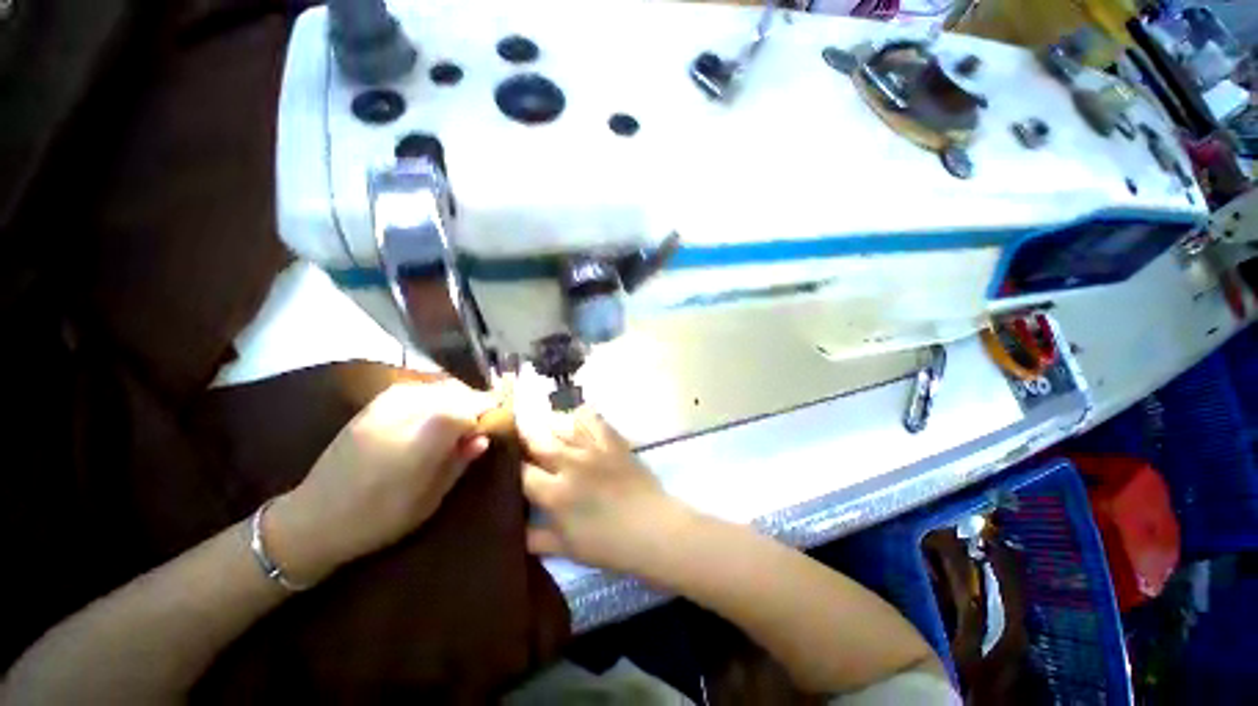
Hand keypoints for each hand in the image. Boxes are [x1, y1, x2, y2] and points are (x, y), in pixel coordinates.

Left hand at [266, 380, 494, 583]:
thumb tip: (483, 438)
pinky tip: (435, 417)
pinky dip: (438, 399)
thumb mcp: (430, 499)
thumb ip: (460, 461)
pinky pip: (422, 389)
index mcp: (426, 433)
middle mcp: (410, 406)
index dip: (491, 415)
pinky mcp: (377, 401)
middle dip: (477, 406)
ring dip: (458, 401)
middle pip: (461, 393)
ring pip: (443, 387)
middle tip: (480, 429)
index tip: (496, 429)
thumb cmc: (379, 517)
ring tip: (459, 424)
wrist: (314, 517)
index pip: (475, 407)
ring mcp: (390, 399)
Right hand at [519, 407, 690, 574]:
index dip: (508, 465)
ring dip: (548, 427)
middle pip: (537, 442)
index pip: (520, 472)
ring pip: (561, 427)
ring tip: (542, 429)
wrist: (653, 529)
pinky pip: (593, 419)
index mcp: (554, 493)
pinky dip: (581, 416)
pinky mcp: (613, 441)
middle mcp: (570, 464)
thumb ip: (535, 538)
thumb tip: (513, 529)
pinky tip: (575, 420)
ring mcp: (593, 449)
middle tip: (516, 436)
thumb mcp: (566, 549)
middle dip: (523, 437)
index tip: (503, 461)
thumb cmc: (609, 545)